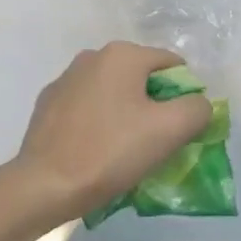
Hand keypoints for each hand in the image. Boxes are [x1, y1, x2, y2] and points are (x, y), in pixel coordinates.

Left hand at [8, 43, 213, 220]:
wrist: (43, 186)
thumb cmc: (110, 152)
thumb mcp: (169, 131)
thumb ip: (197, 108)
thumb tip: (197, 103)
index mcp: (122, 55)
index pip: (172, 66)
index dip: (184, 97)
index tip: (178, 130)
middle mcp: (92, 56)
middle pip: (142, 78)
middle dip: (154, 106)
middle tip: (154, 144)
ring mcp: (65, 79)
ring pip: (113, 93)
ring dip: (125, 114)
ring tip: (123, 152)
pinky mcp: (47, 104)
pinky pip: (87, 108)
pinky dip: (98, 123)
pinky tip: (95, 151)